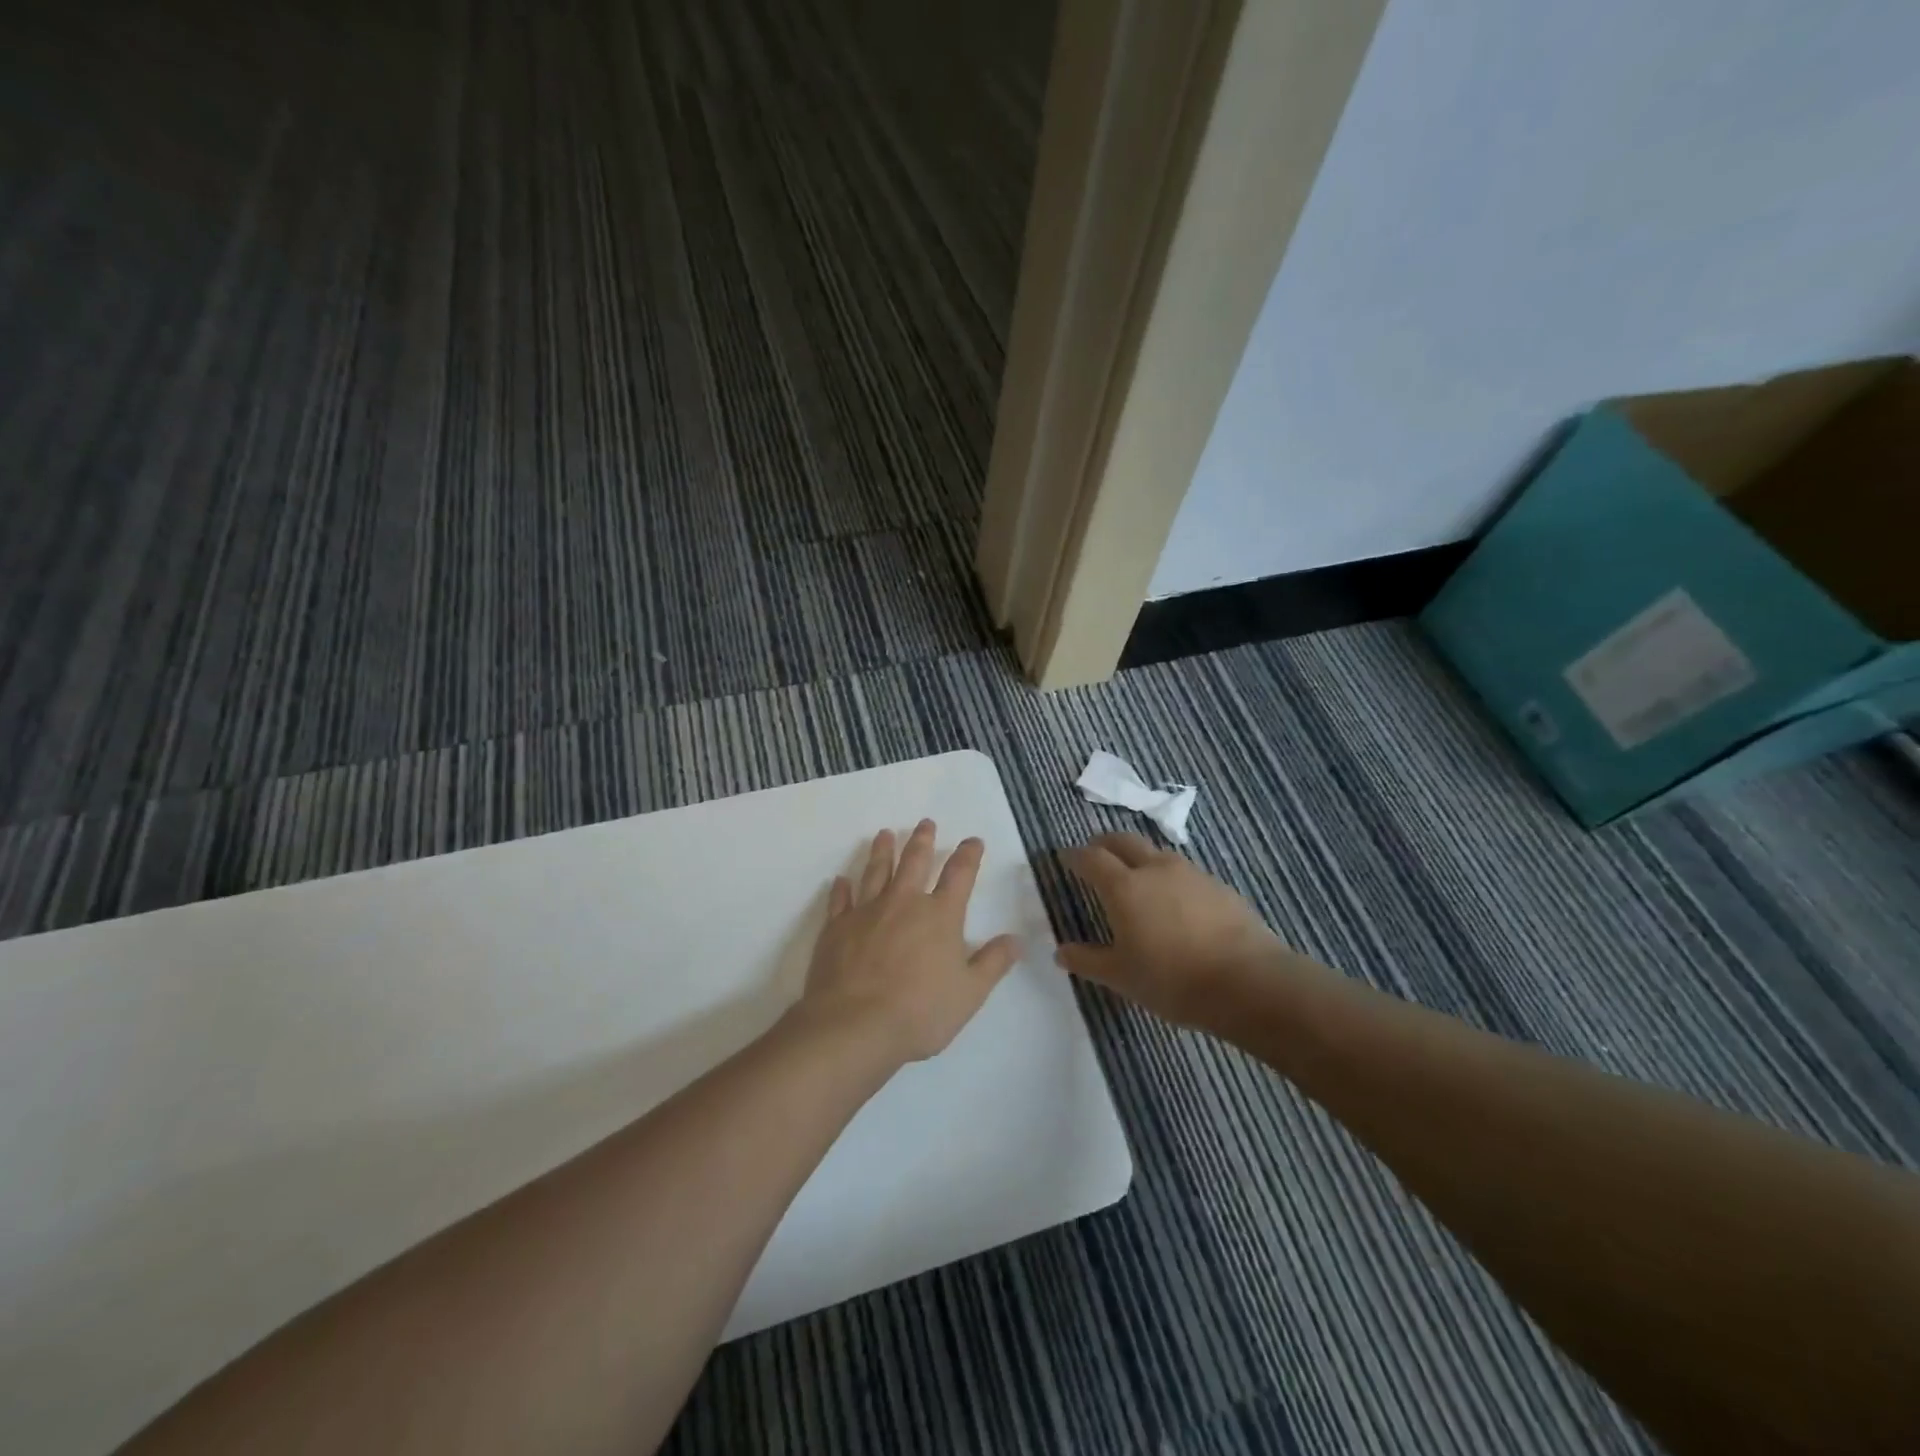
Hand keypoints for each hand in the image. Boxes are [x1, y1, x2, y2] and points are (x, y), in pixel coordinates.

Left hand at [795, 820, 1023, 1064]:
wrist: (855, 1025)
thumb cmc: (920, 1011)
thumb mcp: (970, 993)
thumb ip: (993, 963)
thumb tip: (1016, 939)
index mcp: (940, 915)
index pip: (959, 875)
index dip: (968, 855)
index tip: (973, 840)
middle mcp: (904, 903)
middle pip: (915, 862)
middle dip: (922, 840)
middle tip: (925, 823)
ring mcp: (867, 911)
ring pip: (876, 871)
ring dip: (882, 851)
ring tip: (885, 834)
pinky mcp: (836, 927)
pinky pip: (840, 900)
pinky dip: (841, 888)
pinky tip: (841, 880)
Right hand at [1058, 832, 1292, 1026]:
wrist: (1248, 982)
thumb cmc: (1173, 980)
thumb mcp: (1122, 976)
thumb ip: (1088, 960)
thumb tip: (1060, 952)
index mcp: (1124, 887)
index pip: (1091, 858)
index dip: (1075, 856)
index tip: (1065, 858)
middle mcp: (1155, 869)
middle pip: (1124, 841)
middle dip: (1105, 843)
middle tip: (1096, 854)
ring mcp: (1191, 874)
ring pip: (1157, 853)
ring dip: (1140, 858)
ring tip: (1136, 877)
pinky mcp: (1219, 887)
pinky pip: (1184, 873)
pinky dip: (1169, 877)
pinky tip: (1175, 902)